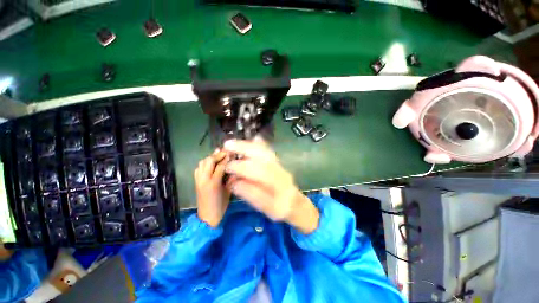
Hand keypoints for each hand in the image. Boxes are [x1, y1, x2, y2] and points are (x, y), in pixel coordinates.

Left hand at [194, 150, 230, 226]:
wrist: (206, 218)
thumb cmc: (220, 206)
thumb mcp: (229, 192)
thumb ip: (231, 179)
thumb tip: (235, 169)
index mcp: (213, 183)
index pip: (220, 166)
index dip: (227, 158)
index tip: (233, 153)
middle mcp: (204, 179)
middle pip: (209, 161)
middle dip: (218, 155)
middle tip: (226, 152)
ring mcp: (198, 180)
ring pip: (202, 163)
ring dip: (210, 157)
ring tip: (219, 155)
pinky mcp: (196, 181)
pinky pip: (199, 168)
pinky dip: (204, 163)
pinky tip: (211, 164)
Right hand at [223, 140, 318, 233]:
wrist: (295, 202)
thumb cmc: (279, 207)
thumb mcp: (264, 207)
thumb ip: (249, 193)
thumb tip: (233, 183)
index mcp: (275, 183)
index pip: (255, 171)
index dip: (239, 167)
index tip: (227, 167)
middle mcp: (278, 170)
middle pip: (260, 156)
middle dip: (243, 149)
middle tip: (227, 145)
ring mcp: (279, 164)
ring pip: (264, 150)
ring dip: (249, 145)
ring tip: (235, 142)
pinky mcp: (278, 162)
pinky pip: (268, 150)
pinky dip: (260, 144)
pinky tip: (254, 139)